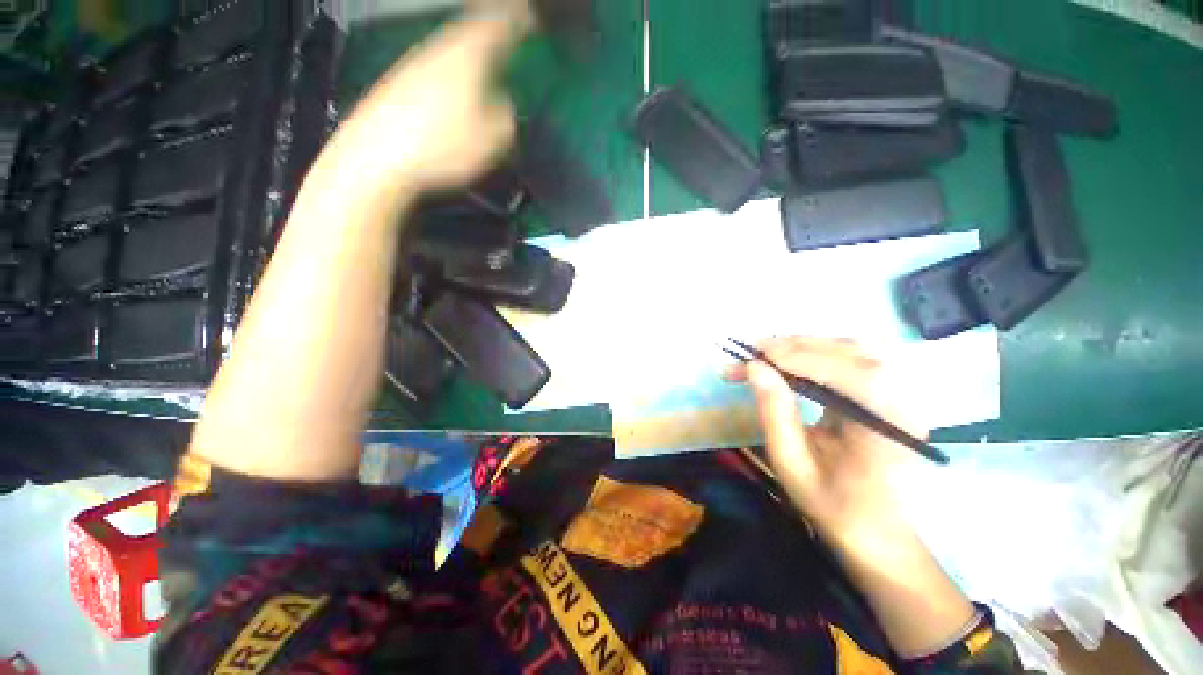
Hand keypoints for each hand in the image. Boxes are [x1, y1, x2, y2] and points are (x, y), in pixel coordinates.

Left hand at [314, 0, 532, 202]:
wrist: (377, 157)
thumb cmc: (442, 146)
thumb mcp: (493, 139)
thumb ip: (506, 118)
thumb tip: (502, 106)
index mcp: (467, 55)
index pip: (497, 24)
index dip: (516, 19)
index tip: (528, 16)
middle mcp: (439, 50)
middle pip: (469, 34)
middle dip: (491, 38)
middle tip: (508, 44)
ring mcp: (414, 66)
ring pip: (451, 54)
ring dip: (469, 61)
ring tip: (484, 77)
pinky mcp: (398, 87)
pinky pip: (435, 74)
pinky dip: (450, 81)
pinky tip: (453, 102)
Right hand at [725, 337, 928, 551]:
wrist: (879, 534)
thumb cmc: (834, 506)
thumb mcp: (792, 464)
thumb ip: (774, 412)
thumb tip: (754, 367)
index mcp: (888, 424)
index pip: (843, 370)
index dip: (794, 355)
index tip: (751, 354)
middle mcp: (904, 399)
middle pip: (847, 351)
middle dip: (792, 347)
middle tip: (749, 353)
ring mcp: (901, 393)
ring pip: (847, 349)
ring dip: (801, 346)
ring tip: (763, 355)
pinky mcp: (888, 392)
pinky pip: (849, 360)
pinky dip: (814, 354)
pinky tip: (789, 362)